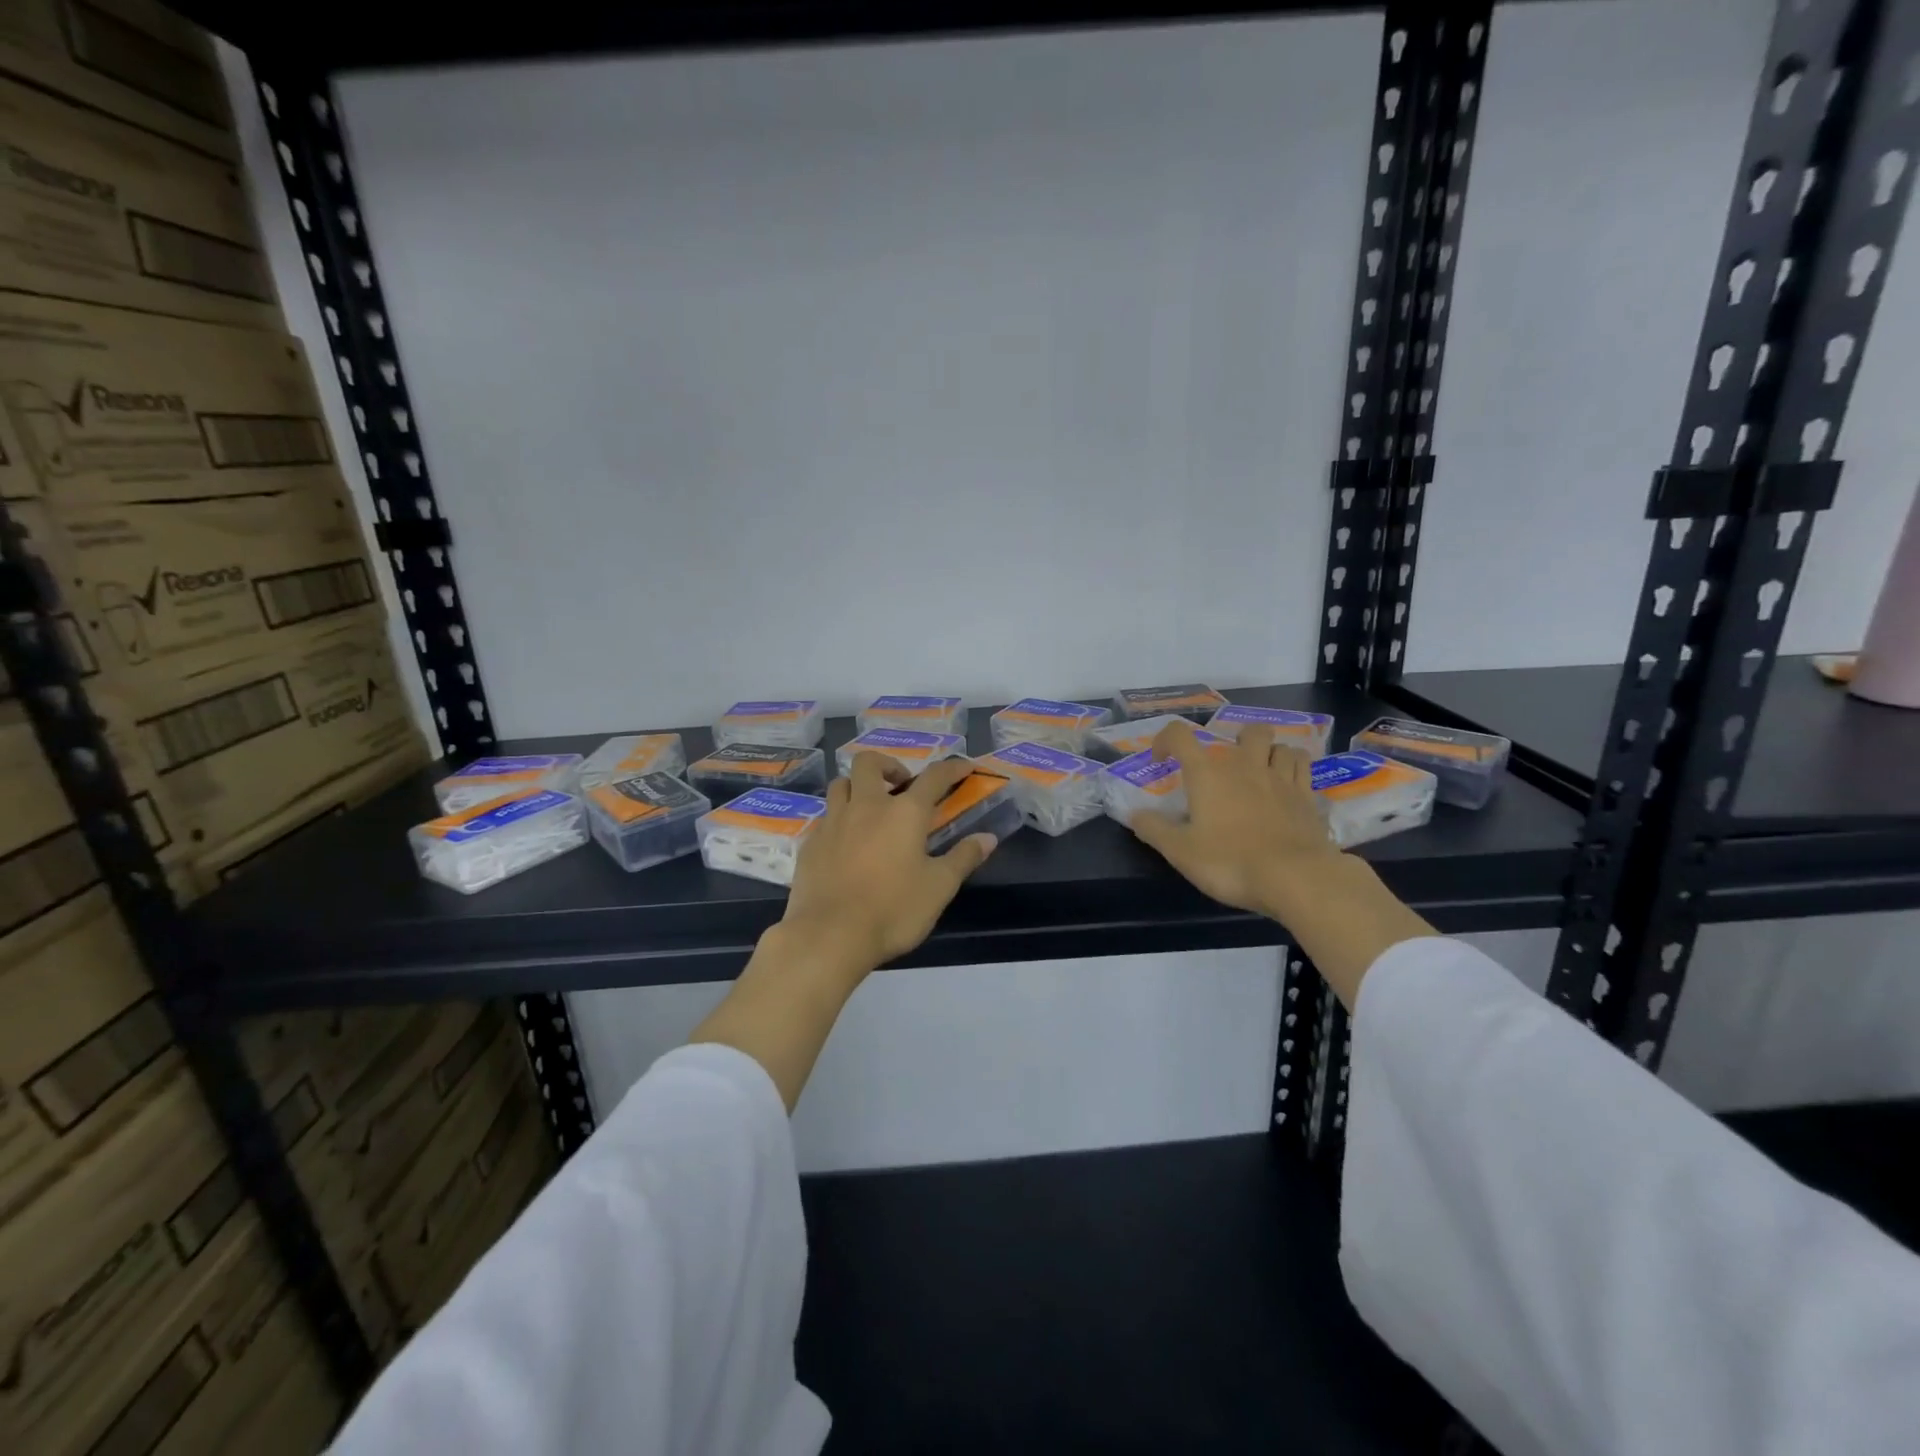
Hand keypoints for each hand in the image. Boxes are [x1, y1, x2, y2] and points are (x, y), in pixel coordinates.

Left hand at [780, 753, 998, 977]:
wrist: (829, 935)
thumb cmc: (893, 910)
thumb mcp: (939, 888)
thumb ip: (964, 858)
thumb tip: (988, 838)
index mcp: (904, 813)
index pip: (934, 777)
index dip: (952, 768)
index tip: (965, 767)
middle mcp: (866, 806)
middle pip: (869, 762)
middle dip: (888, 765)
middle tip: (901, 786)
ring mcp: (833, 822)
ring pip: (840, 784)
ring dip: (857, 787)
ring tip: (870, 810)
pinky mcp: (810, 843)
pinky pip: (825, 817)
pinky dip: (839, 820)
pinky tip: (846, 844)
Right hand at [1129, 720, 1339, 919]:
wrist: (1295, 878)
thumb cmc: (1230, 862)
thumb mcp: (1179, 851)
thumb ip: (1153, 829)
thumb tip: (1134, 814)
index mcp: (1207, 774)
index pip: (1180, 735)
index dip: (1166, 740)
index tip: (1162, 761)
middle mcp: (1245, 766)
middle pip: (1248, 731)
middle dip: (1236, 740)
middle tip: (1228, 766)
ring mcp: (1281, 779)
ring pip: (1281, 746)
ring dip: (1269, 753)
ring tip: (1261, 772)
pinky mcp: (1307, 797)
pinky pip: (1303, 767)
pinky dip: (1294, 768)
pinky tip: (1287, 785)